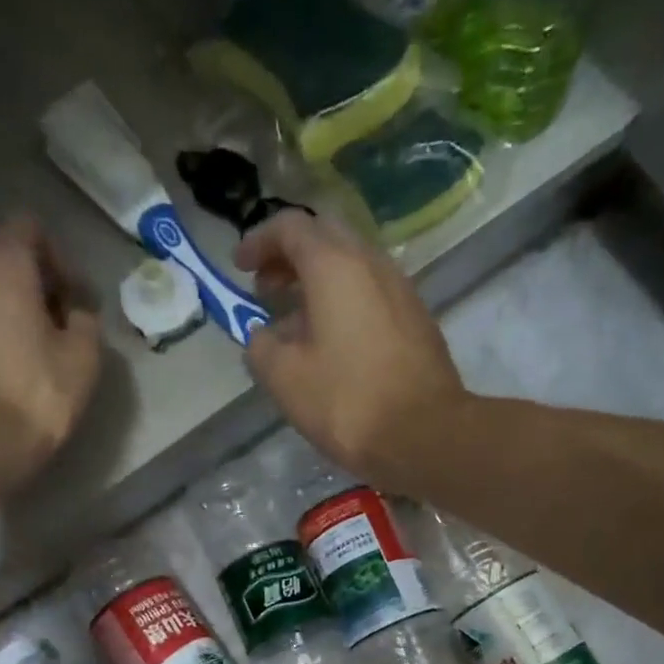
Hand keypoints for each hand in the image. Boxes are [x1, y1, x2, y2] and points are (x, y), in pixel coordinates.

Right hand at [237, 210, 468, 479]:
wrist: (424, 435)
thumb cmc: (347, 402)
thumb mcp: (285, 379)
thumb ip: (260, 348)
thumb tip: (261, 336)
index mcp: (334, 266)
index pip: (290, 227)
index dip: (258, 241)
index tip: (239, 268)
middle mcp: (372, 263)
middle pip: (325, 237)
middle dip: (290, 256)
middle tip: (266, 289)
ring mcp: (401, 289)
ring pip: (352, 265)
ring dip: (318, 282)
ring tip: (295, 322)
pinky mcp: (417, 319)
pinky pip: (372, 293)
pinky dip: (344, 301)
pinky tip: (332, 343)